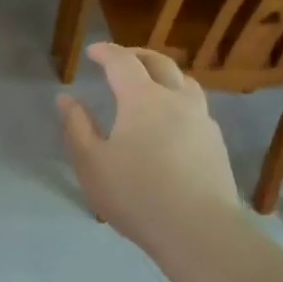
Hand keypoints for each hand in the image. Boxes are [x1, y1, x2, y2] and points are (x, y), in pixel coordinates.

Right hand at [57, 43, 241, 255]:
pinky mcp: (215, 143)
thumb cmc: (136, 195)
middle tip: (120, 59)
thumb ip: (76, 127)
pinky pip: (195, 107)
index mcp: (143, 99)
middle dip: (137, 55)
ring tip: (149, 84)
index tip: (92, 52)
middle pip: (159, 63)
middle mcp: (177, 99)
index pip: (123, 61)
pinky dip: (178, 99)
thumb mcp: (91, 163)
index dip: (106, 52)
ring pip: (184, 82)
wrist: (198, 229)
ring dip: (163, 74)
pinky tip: (170, 121)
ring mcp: (202, 120)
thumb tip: (67, 99)